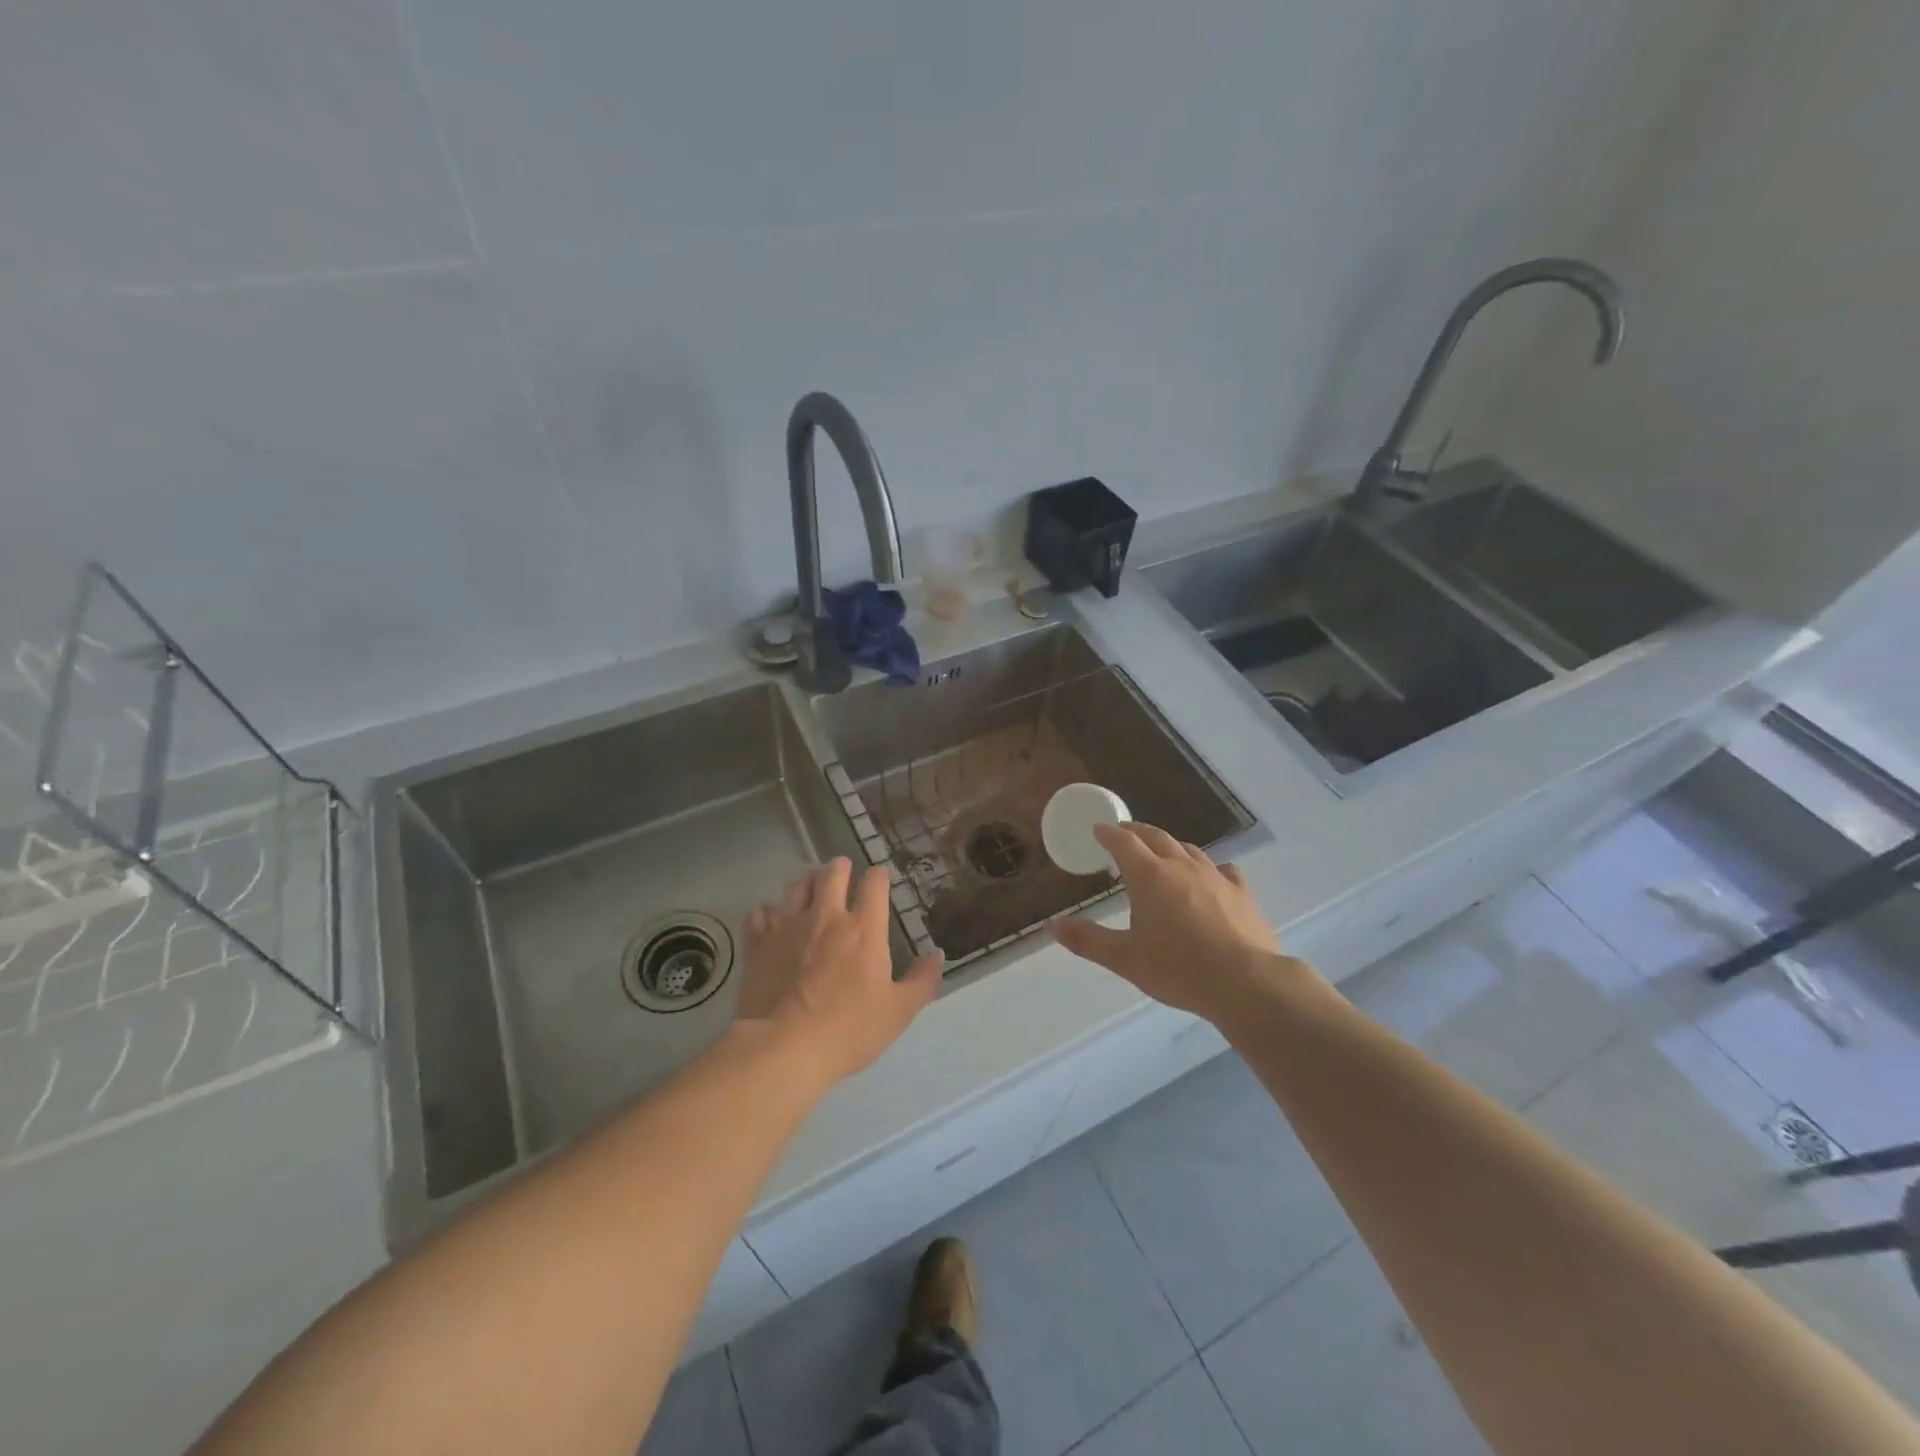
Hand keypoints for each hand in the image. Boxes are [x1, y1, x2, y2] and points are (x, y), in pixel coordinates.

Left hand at [737, 858, 943, 1083]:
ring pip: (797, 885)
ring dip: (807, 882)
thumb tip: (937, 954)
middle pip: (832, 872)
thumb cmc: (849, 1030)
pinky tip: (771, 921)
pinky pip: (760, 912)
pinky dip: (768, 913)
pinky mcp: (759, 942)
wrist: (783, 1049)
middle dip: (840, 868)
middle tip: (843, 873)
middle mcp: (826, 915)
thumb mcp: (898, 1012)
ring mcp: (788, 926)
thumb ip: (922, 980)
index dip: (878, 876)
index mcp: (864, 928)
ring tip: (810, 889)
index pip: (874, 883)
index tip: (879, 881)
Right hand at [1053, 823, 1304, 1023]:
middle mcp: (1181, 866)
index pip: (1123, 842)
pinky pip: (1222, 869)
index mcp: (1149, 876)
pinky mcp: (1241, 892)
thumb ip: (1088, 940)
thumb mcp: (1125, 959)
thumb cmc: (1178, 969)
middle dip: (1137, 832)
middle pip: (1156, 837)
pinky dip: (1207, 867)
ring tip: (1161, 853)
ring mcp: (1215, 876)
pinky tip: (1210, 877)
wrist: (1246, 983)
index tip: (1099, 829)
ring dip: (1170, 846)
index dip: (1109, 833)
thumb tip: (1052, 925)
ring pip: (1188, 849)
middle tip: (1125, 833)